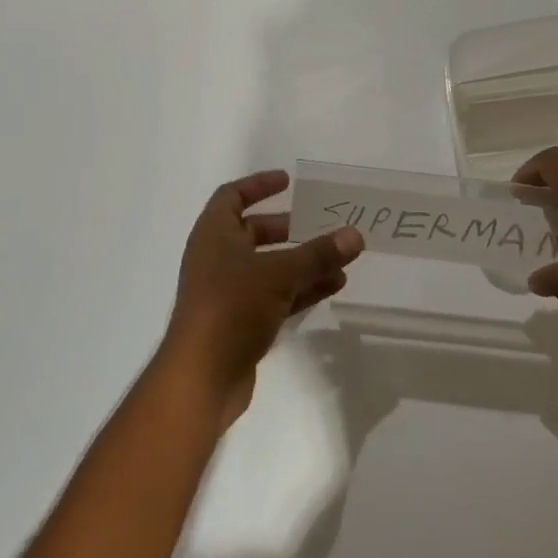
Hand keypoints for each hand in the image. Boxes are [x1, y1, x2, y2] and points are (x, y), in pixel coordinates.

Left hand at [162, 170, 364, 421]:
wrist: (202, 376)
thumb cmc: (232, 307)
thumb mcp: (279, 273)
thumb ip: (318, 254)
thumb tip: (355, 234)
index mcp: (213, 235)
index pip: (232, 196)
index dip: (258, 185)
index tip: (288, 181)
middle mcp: (216, 259)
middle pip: (252, 232)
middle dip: (287, 228)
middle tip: (320, 224)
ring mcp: (227, 293)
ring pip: (269, 267)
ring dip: (302, 261)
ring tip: (341, 258)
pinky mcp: (239, 322)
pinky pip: (274, 296)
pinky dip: (300, 289)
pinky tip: (333, 286)